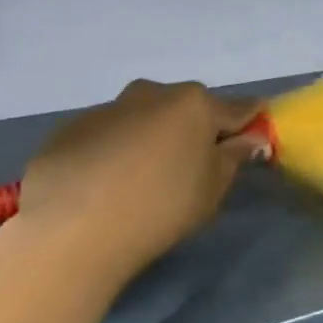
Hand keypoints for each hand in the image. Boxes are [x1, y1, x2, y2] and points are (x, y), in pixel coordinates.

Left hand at [17, 80, 265, 293]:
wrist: (73, 228)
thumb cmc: (161, 206)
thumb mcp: (212, 188)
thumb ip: (234, 157)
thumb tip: (249, 138)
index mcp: (194, 104)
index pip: (237, 108)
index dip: (249, 122)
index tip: (252, 137)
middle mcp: (152, 94)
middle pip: (186, 107)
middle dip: (194, 129)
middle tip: (191, 168)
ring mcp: (108, 108)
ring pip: (143, 118)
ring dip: (151, 137)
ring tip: (142, 180)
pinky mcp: (70, 129)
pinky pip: (107, 135)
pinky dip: (114, 151)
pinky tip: (106, 186)